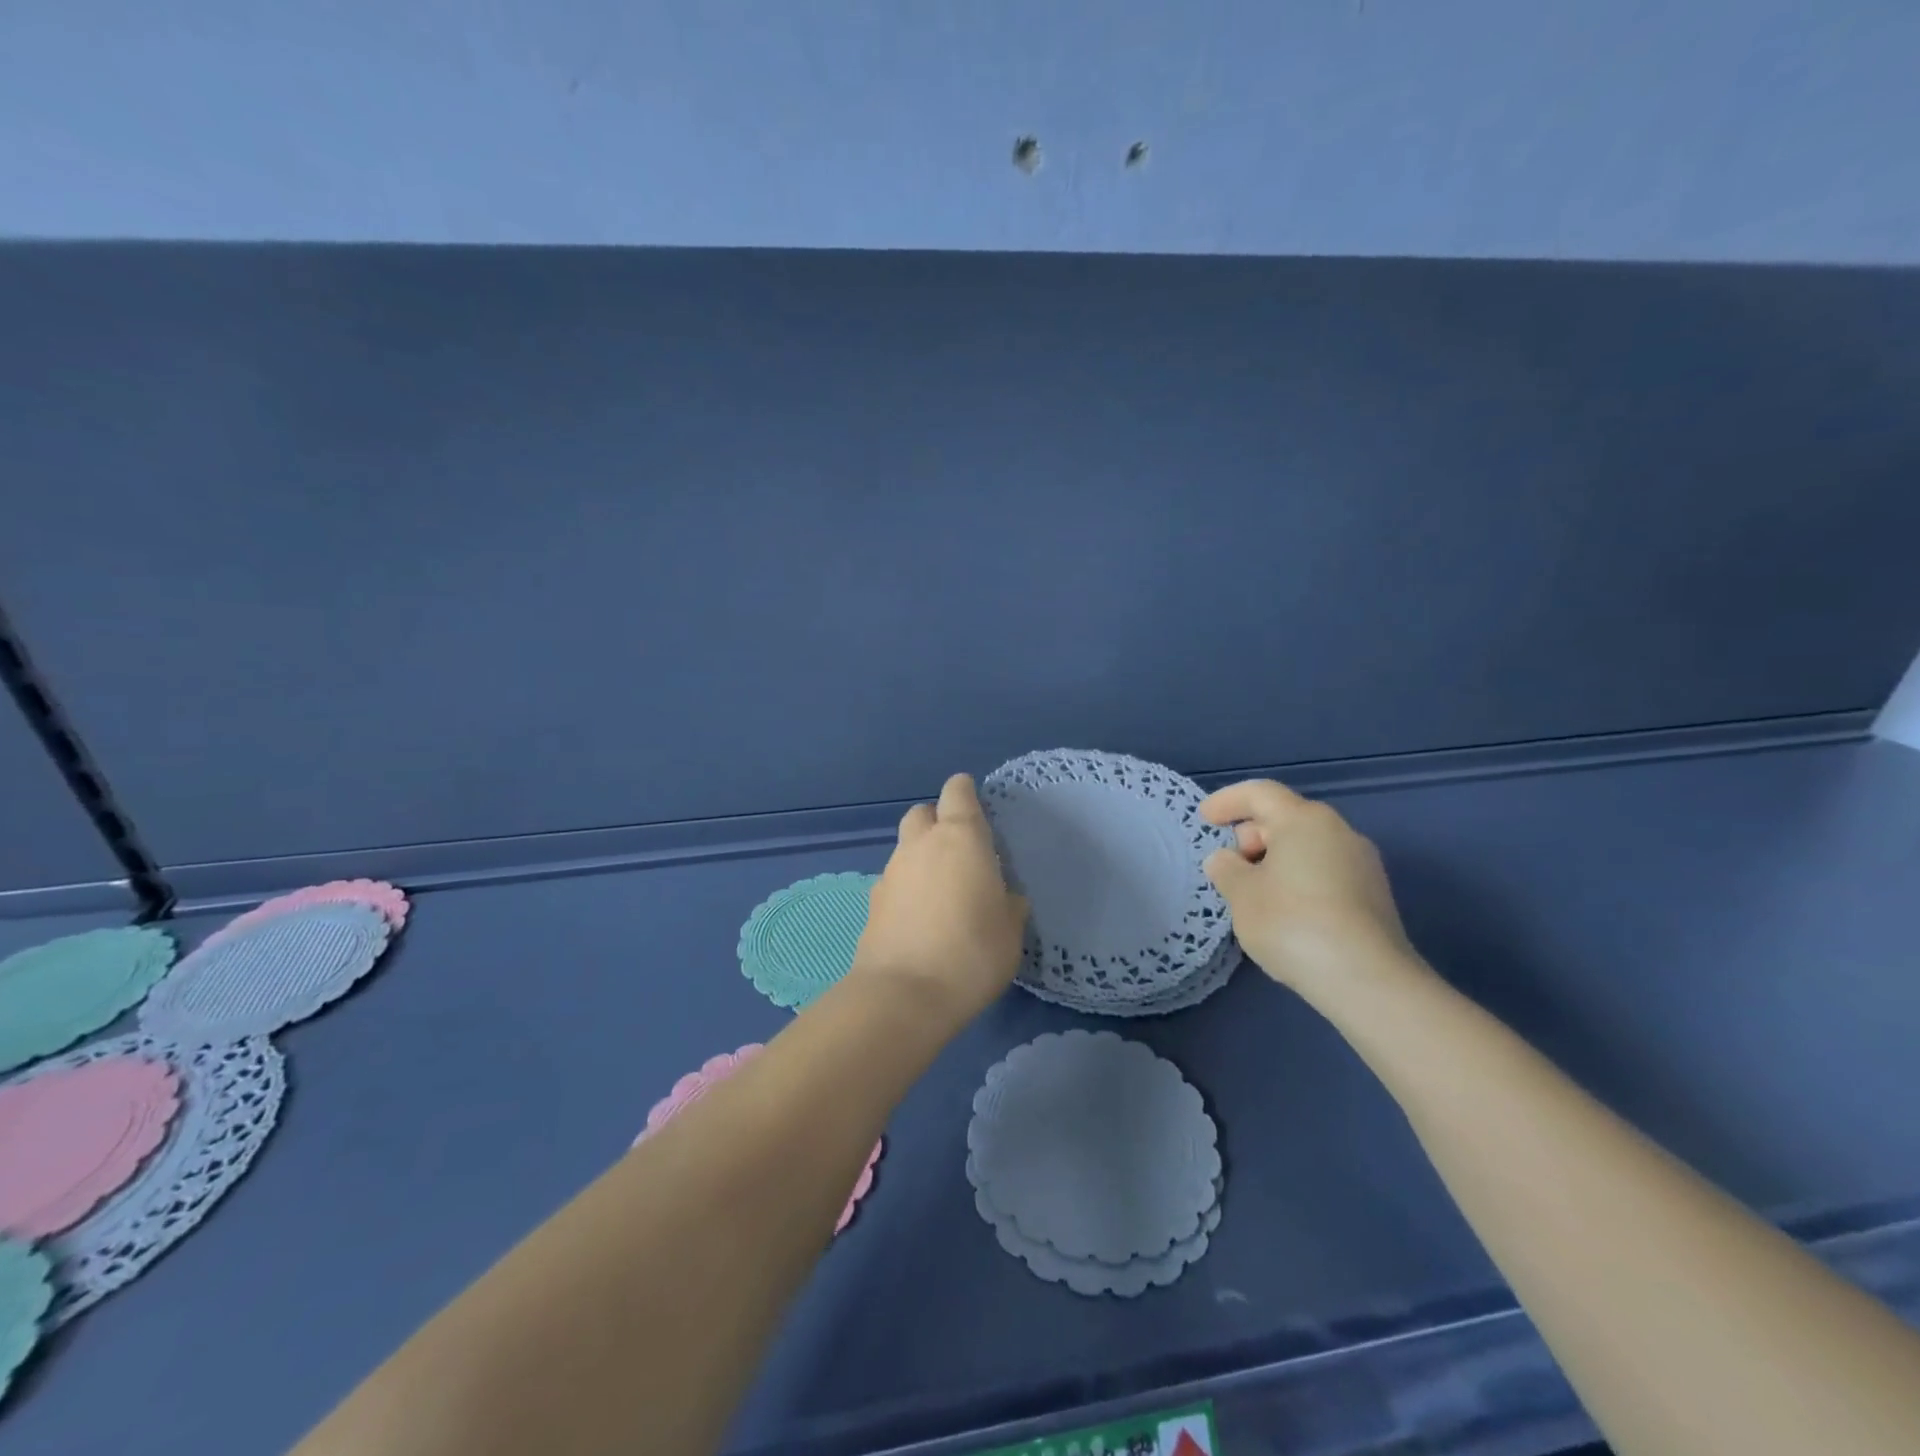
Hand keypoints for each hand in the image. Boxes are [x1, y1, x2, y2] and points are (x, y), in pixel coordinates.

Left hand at [853, 774, 1028, 1025]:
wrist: (903, 995)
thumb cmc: (971, 953)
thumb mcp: (1011, 931)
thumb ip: (1008, 904)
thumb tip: (1003, 897)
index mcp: (960, 838)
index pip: (957, 791)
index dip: (966, 793)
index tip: (978, 808)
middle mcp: (921, 844)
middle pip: (923, 813)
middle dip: (938, 822)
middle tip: (960, 852)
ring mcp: (891, 872)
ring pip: (905, 848)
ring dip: (922, 858)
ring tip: (943, 892)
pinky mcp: (872, 903)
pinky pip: (894, 881)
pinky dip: (907, 889)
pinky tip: (920, 919)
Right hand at [1199, 779, 1429, 1007]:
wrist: (1367, 980)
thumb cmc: (1292, 923)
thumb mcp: (1241, 895)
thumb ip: (1226, 869)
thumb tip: (1227, 859)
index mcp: (1304, 820)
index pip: (1260, 793)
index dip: (1228, 801)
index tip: (1205, 818)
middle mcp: (1338, 831)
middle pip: (1286, 818)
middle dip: (1251, 835)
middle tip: (1229, 867)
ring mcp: (1362, 864)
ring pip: (1307, 847)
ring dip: (1275, 861)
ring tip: (1253, 894)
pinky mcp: (1374, 896)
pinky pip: (1324, 872)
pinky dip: (1298, 880)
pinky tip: (1285, 913)